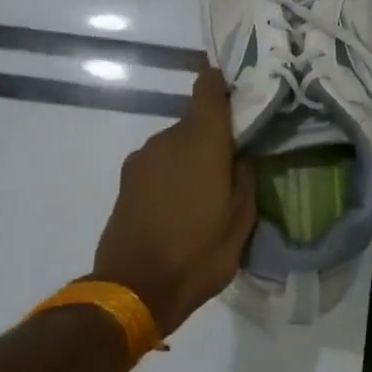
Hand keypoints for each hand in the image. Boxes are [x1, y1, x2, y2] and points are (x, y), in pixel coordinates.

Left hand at [92, 67, 256, 336]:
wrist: (134, 288)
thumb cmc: (198, 255)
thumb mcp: (240, 223)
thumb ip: (245, 180)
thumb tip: (240, 157)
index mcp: (201, 143)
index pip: (208, 90)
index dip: (222, 84)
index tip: (239, 91)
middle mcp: (168, 140)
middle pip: (195, 121)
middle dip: (215, 136)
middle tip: (235, 162)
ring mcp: (142, 159)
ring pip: (176, 144)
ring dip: (192, 158)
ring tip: (208, 191)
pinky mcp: (127, 180)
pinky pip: (159, 164)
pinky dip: (173, 174)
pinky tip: (182, 204)